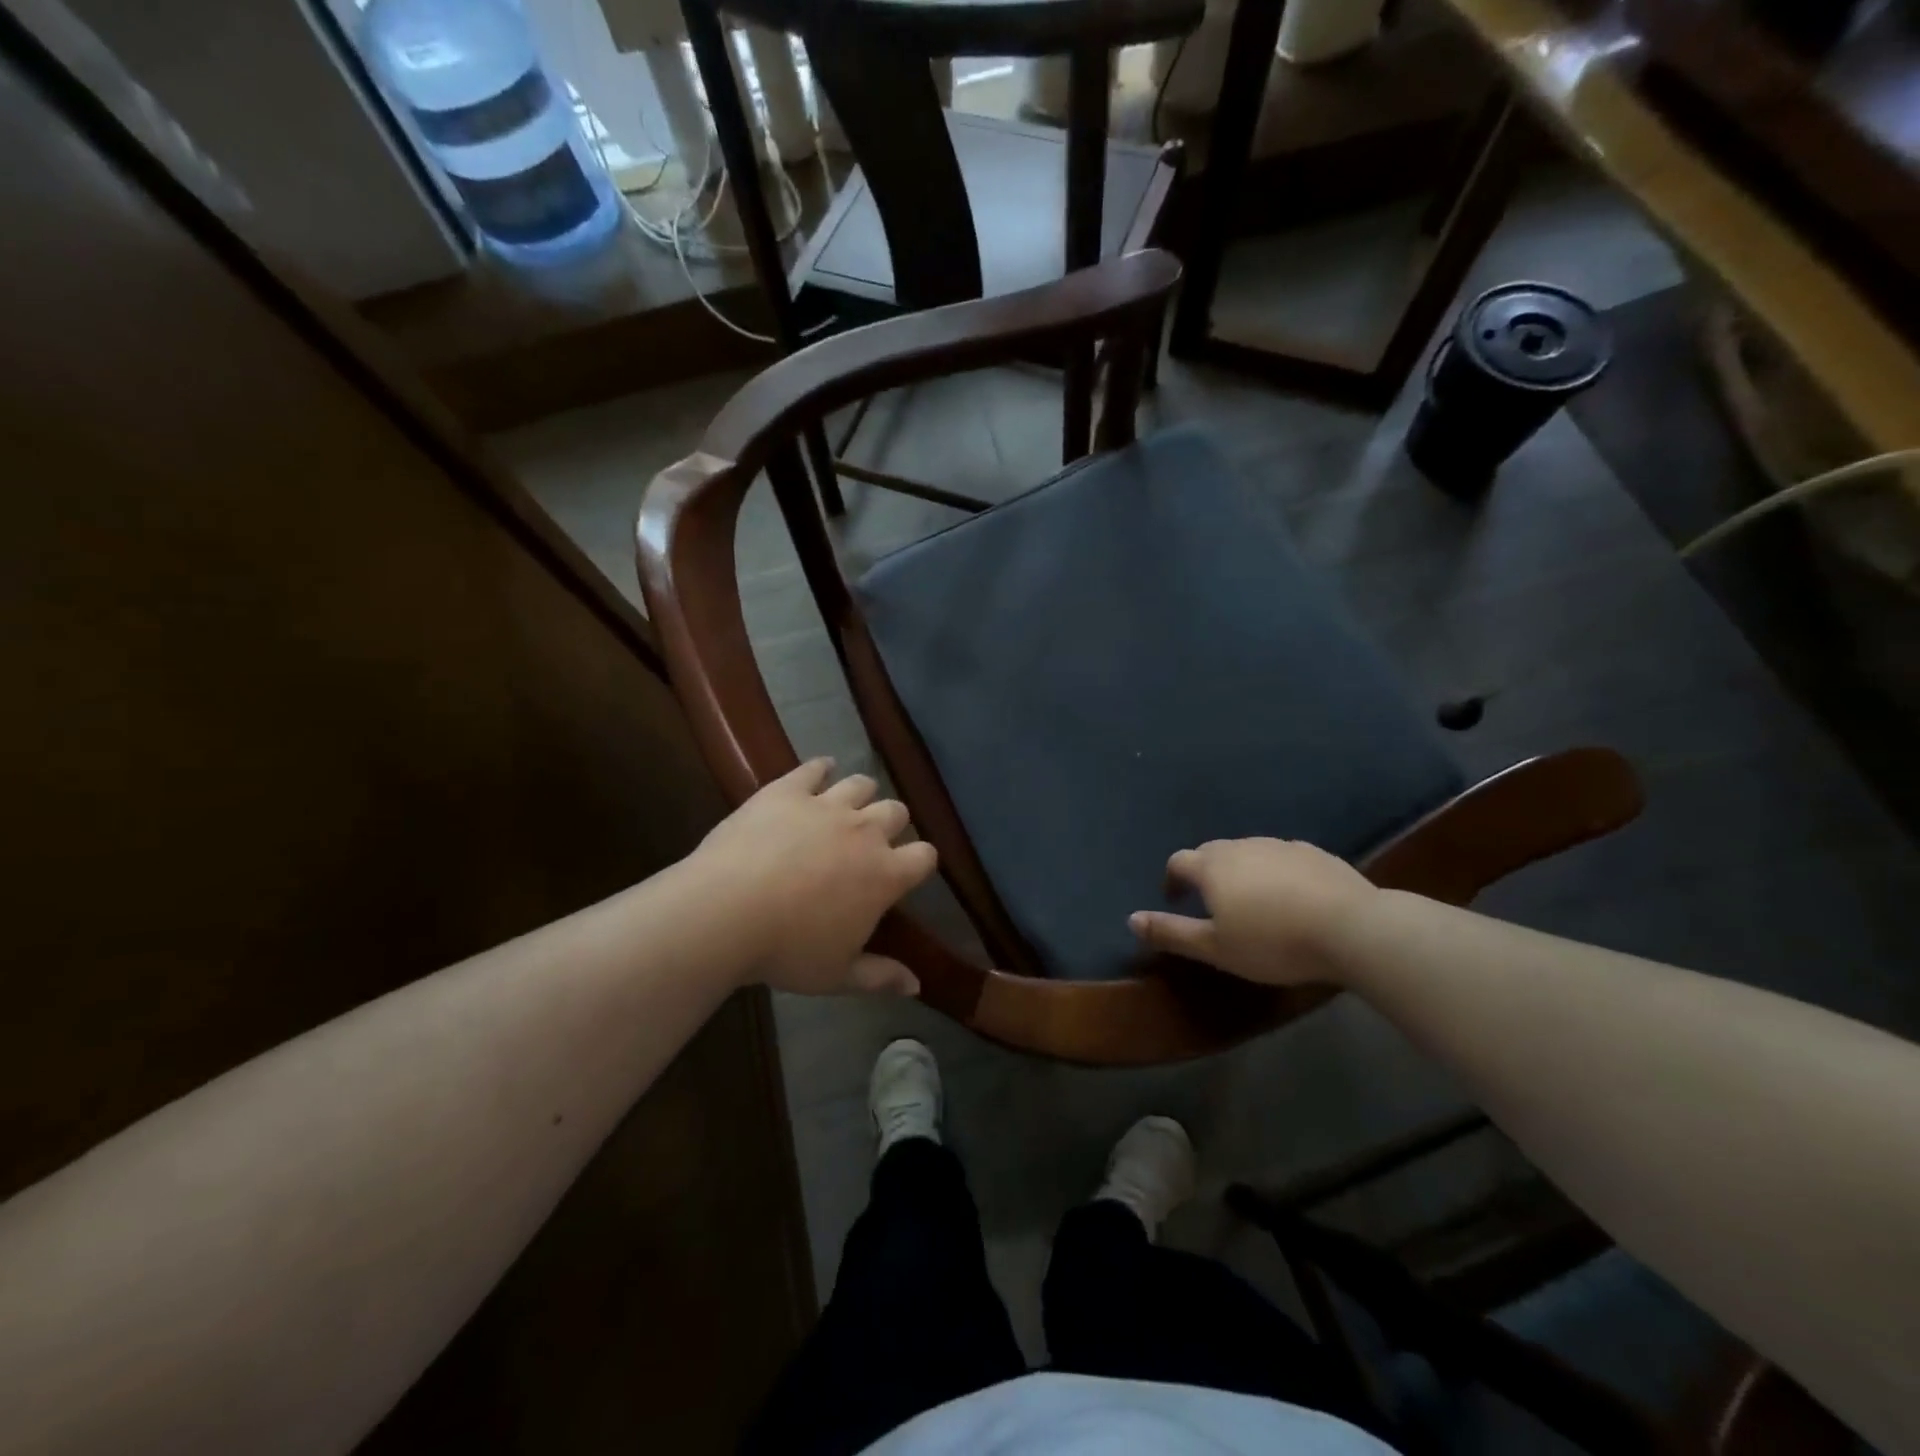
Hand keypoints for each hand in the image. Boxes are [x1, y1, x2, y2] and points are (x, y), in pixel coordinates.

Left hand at [689, 759, 937, 996]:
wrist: (726, 911)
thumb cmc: (787, 949)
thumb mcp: (837, 975)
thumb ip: (881, 977)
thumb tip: (917, 987)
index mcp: (884, 874)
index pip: (925, 856)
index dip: (921, 861)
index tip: (907, 870)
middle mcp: (865, 831)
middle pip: (896, 811)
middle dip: (891, 823)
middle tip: (871, 840)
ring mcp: (827, 805)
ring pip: (861, 784)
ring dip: (862, 794)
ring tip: (849, 805)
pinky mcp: (789, 790)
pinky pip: (814, 768)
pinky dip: (821, 768)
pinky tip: (821, 770)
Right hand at [1128, 838, 1375, 985]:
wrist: (1352, 928)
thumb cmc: (1273, 942)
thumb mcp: (1215, 948)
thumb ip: (1171, 932)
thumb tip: (1131, 919)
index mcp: (1212, 867)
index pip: (1178, 862)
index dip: (1172, 880)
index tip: (1175, 901)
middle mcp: (1241, 846)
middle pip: (1212, 853)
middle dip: (1205, 873)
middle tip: (1212, 904)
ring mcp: (1280, 846)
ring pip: (1248, 853)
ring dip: (1241, 871)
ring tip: (1252, 901)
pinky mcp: (1315, 853)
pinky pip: (1282, 858)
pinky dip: (1275, 872)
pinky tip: (1291, 897)